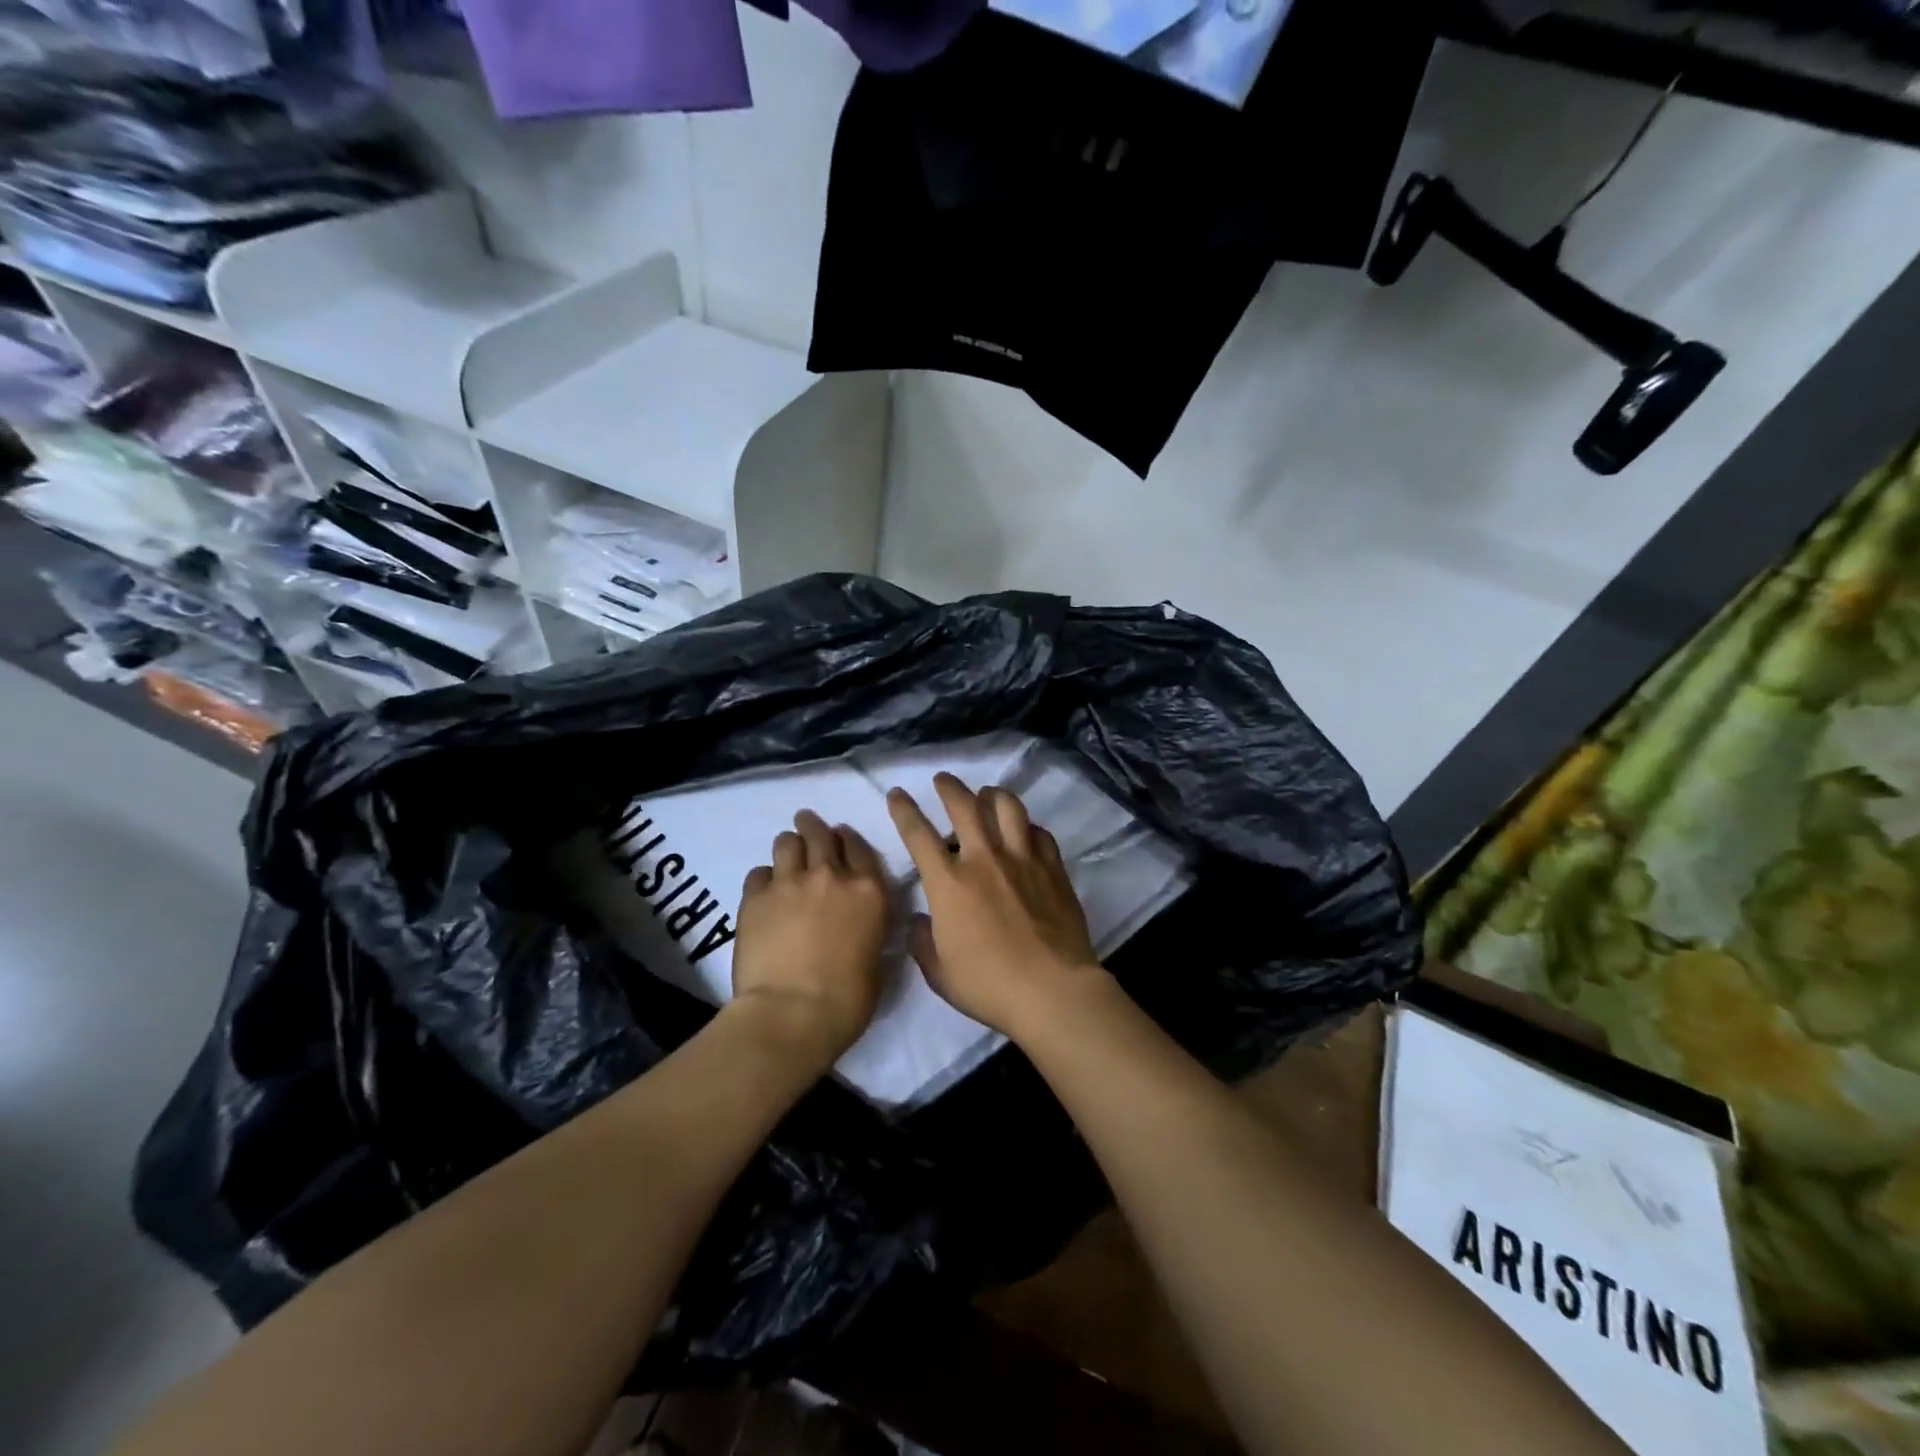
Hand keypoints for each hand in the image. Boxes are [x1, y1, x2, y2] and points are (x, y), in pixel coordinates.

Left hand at [730, 810, 889, 1067]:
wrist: (793, 1013)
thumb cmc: (847, 999)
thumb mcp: (876, 957)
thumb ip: (867, 927)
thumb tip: (857, 923)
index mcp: (868, 891)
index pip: (858, 847)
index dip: (847, 839)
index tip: (840, 836)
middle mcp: (831, 876)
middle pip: (820, 834)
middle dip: (813, 826)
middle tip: (806, 824)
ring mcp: (790, 882)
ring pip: (787, 843)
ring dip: (789, 845)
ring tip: (785, 852)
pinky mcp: (755, 897)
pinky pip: (758, 873)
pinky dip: (763, 878)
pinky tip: (763, 890)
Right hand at [887, 774, 1105, 1040]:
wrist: (1052, 990)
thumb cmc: (989, 986)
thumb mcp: (940, 973)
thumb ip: (923, 943)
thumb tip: (920, 921)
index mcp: (949, 884)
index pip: (918, 834)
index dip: (904, 810)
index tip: (897, 794)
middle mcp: (984, 860)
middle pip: (964, 806)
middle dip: (949, 787)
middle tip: (943, 780)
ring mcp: (1022, 859)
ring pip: (1007, 807)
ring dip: (992, 794)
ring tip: (987, 794)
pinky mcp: (1053, 867)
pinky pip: (1039, 833)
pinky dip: (1027, 827)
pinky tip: (1025, 833)